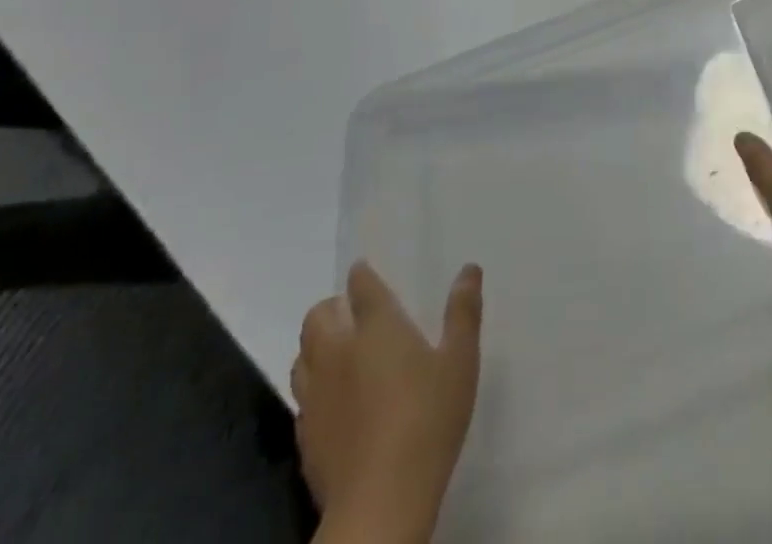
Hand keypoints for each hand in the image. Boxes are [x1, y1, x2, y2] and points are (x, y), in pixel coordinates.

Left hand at [293, 260, 482, 542]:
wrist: (380, 503)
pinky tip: (335, 402)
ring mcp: (316, 396)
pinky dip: (314, 388)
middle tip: (351, 314)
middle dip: (331, 308)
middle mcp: (339, 352)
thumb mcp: (461, 361)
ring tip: (340, 354)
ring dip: (316, 347)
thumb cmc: (428, 419)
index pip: (361, 287)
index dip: (362, 275)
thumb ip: (463, 313)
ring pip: (302, 356)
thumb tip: (469, 269)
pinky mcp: (305, 436)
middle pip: (317, 317)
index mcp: (377, 327)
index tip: (365, 272)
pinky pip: (301, 398)